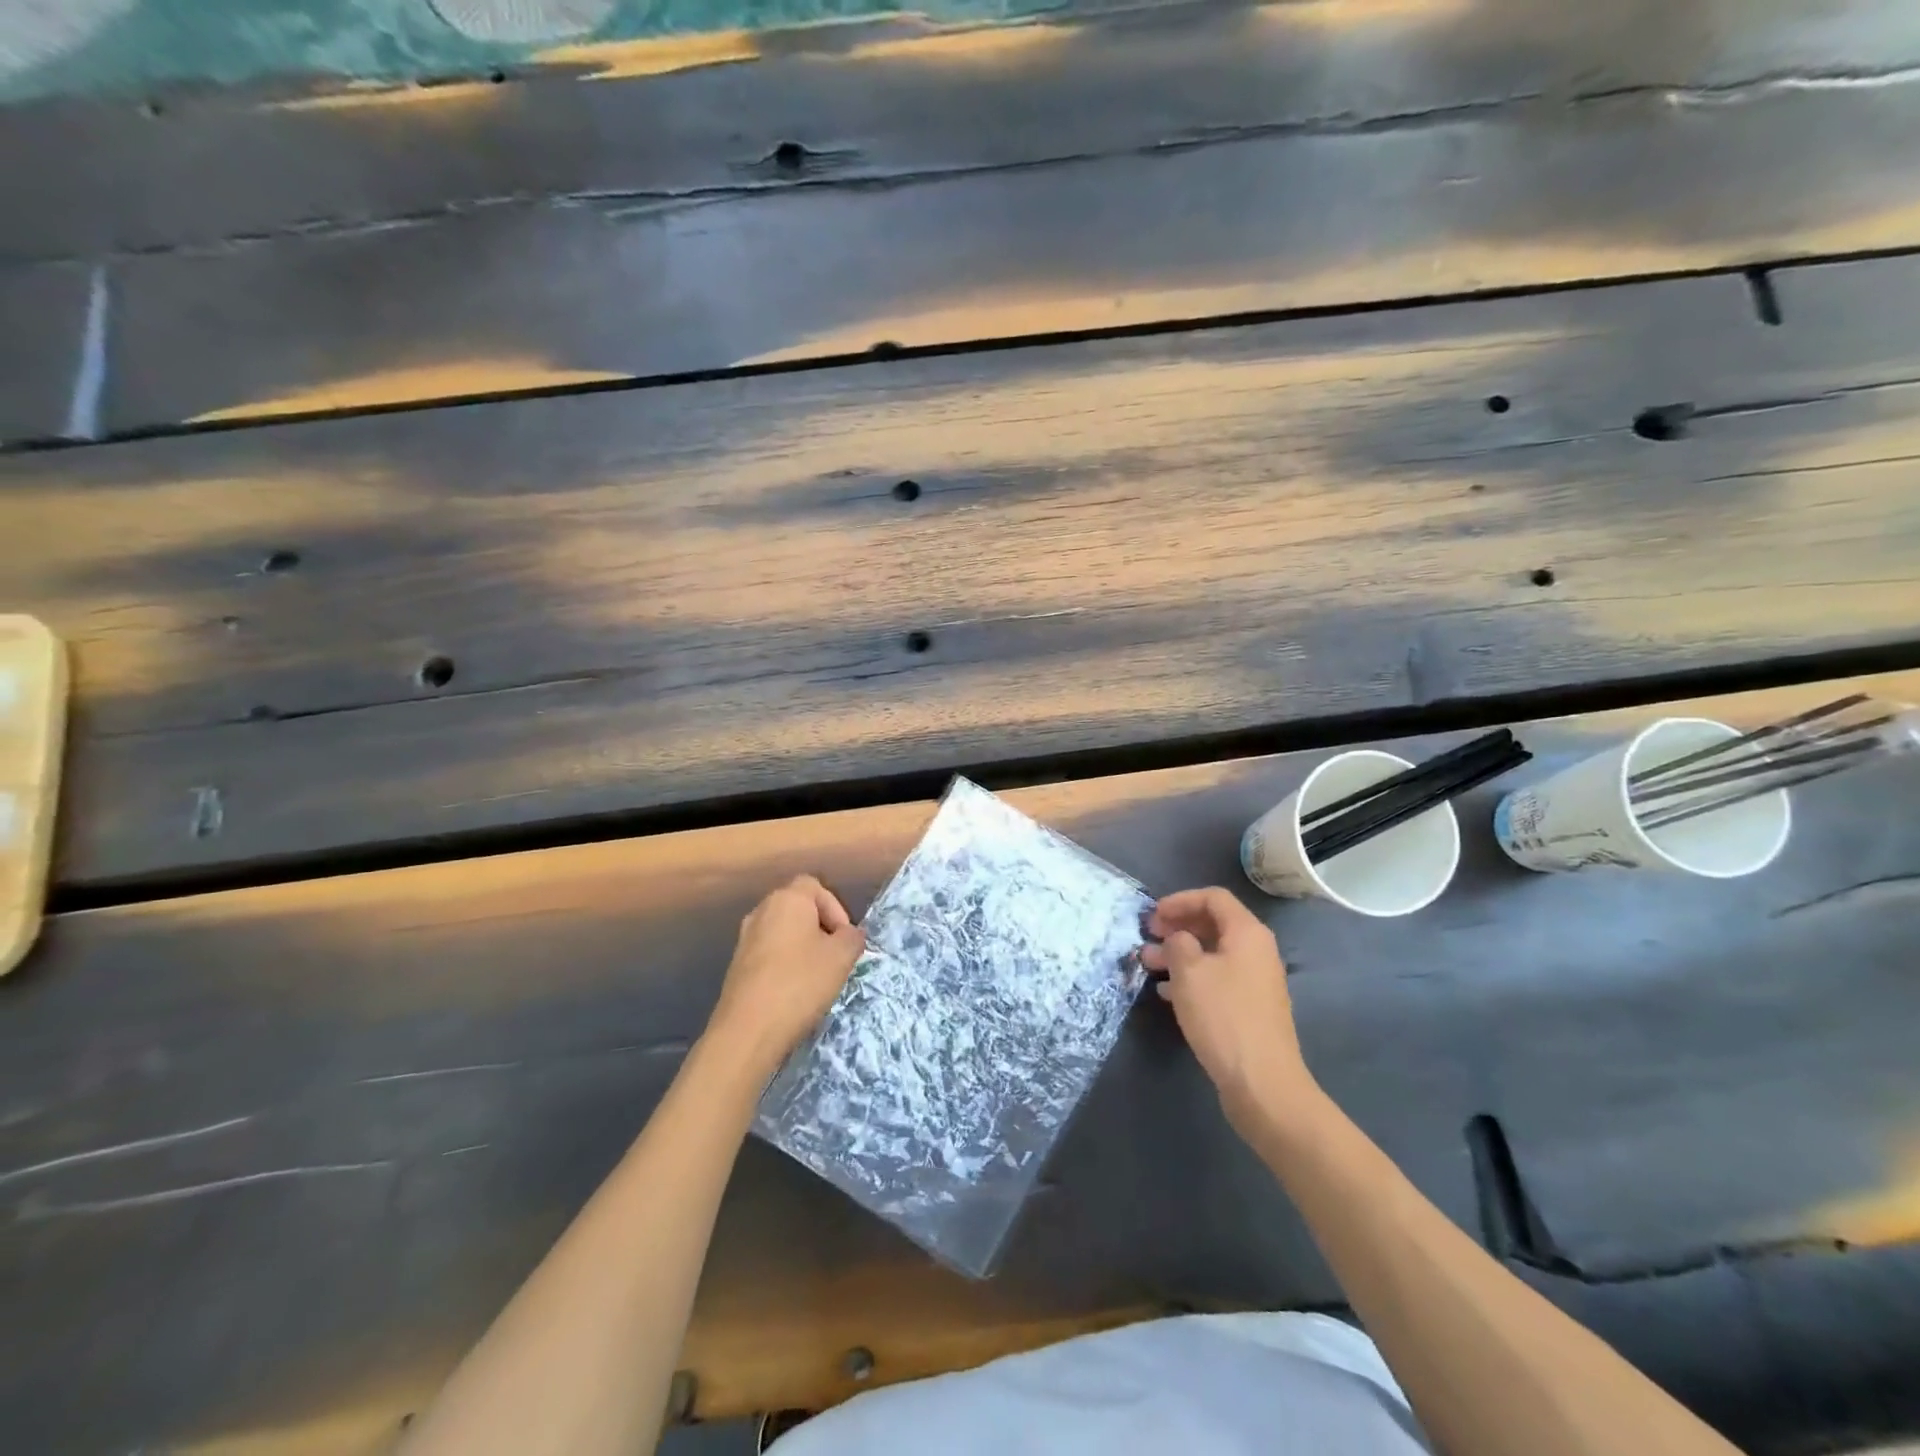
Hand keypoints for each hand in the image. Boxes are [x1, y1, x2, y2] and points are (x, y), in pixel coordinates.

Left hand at [706, 875, 865, 1073]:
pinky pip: (769, 953)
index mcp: (787, 899)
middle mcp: (761, 910)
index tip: (845, 938)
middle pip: (798, 908)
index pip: (815, 886)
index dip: (836, 908)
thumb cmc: (800, 983)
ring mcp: (745, 938)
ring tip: (817, 977)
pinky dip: (784, 964)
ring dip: (803, 948)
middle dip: (821, 929)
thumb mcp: (842, 957)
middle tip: (835, 957)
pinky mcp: (737, 965)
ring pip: (783, 932)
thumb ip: (853, 938)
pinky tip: (794, 991)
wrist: (748, 1030)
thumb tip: (850, 934)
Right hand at [1142, 887, 1318, 1134]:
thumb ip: (1178, 943)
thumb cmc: (1223, 1016)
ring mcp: (1255, 982)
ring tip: (1148, 965)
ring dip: (1179, 954)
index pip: (1213, 898)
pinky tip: (1167, 993)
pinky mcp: (1249, 1009)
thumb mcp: (1189, 972)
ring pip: (1212, 954)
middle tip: (1148, 937)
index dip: (1180, 900)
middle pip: (1213, 924)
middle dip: (1177, 927)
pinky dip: (1191, 978)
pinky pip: (1217, 979)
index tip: (1153, 915)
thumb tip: (1178, 938)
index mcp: (1247, 933)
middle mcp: (1256, 951)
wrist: (1262, 1083)